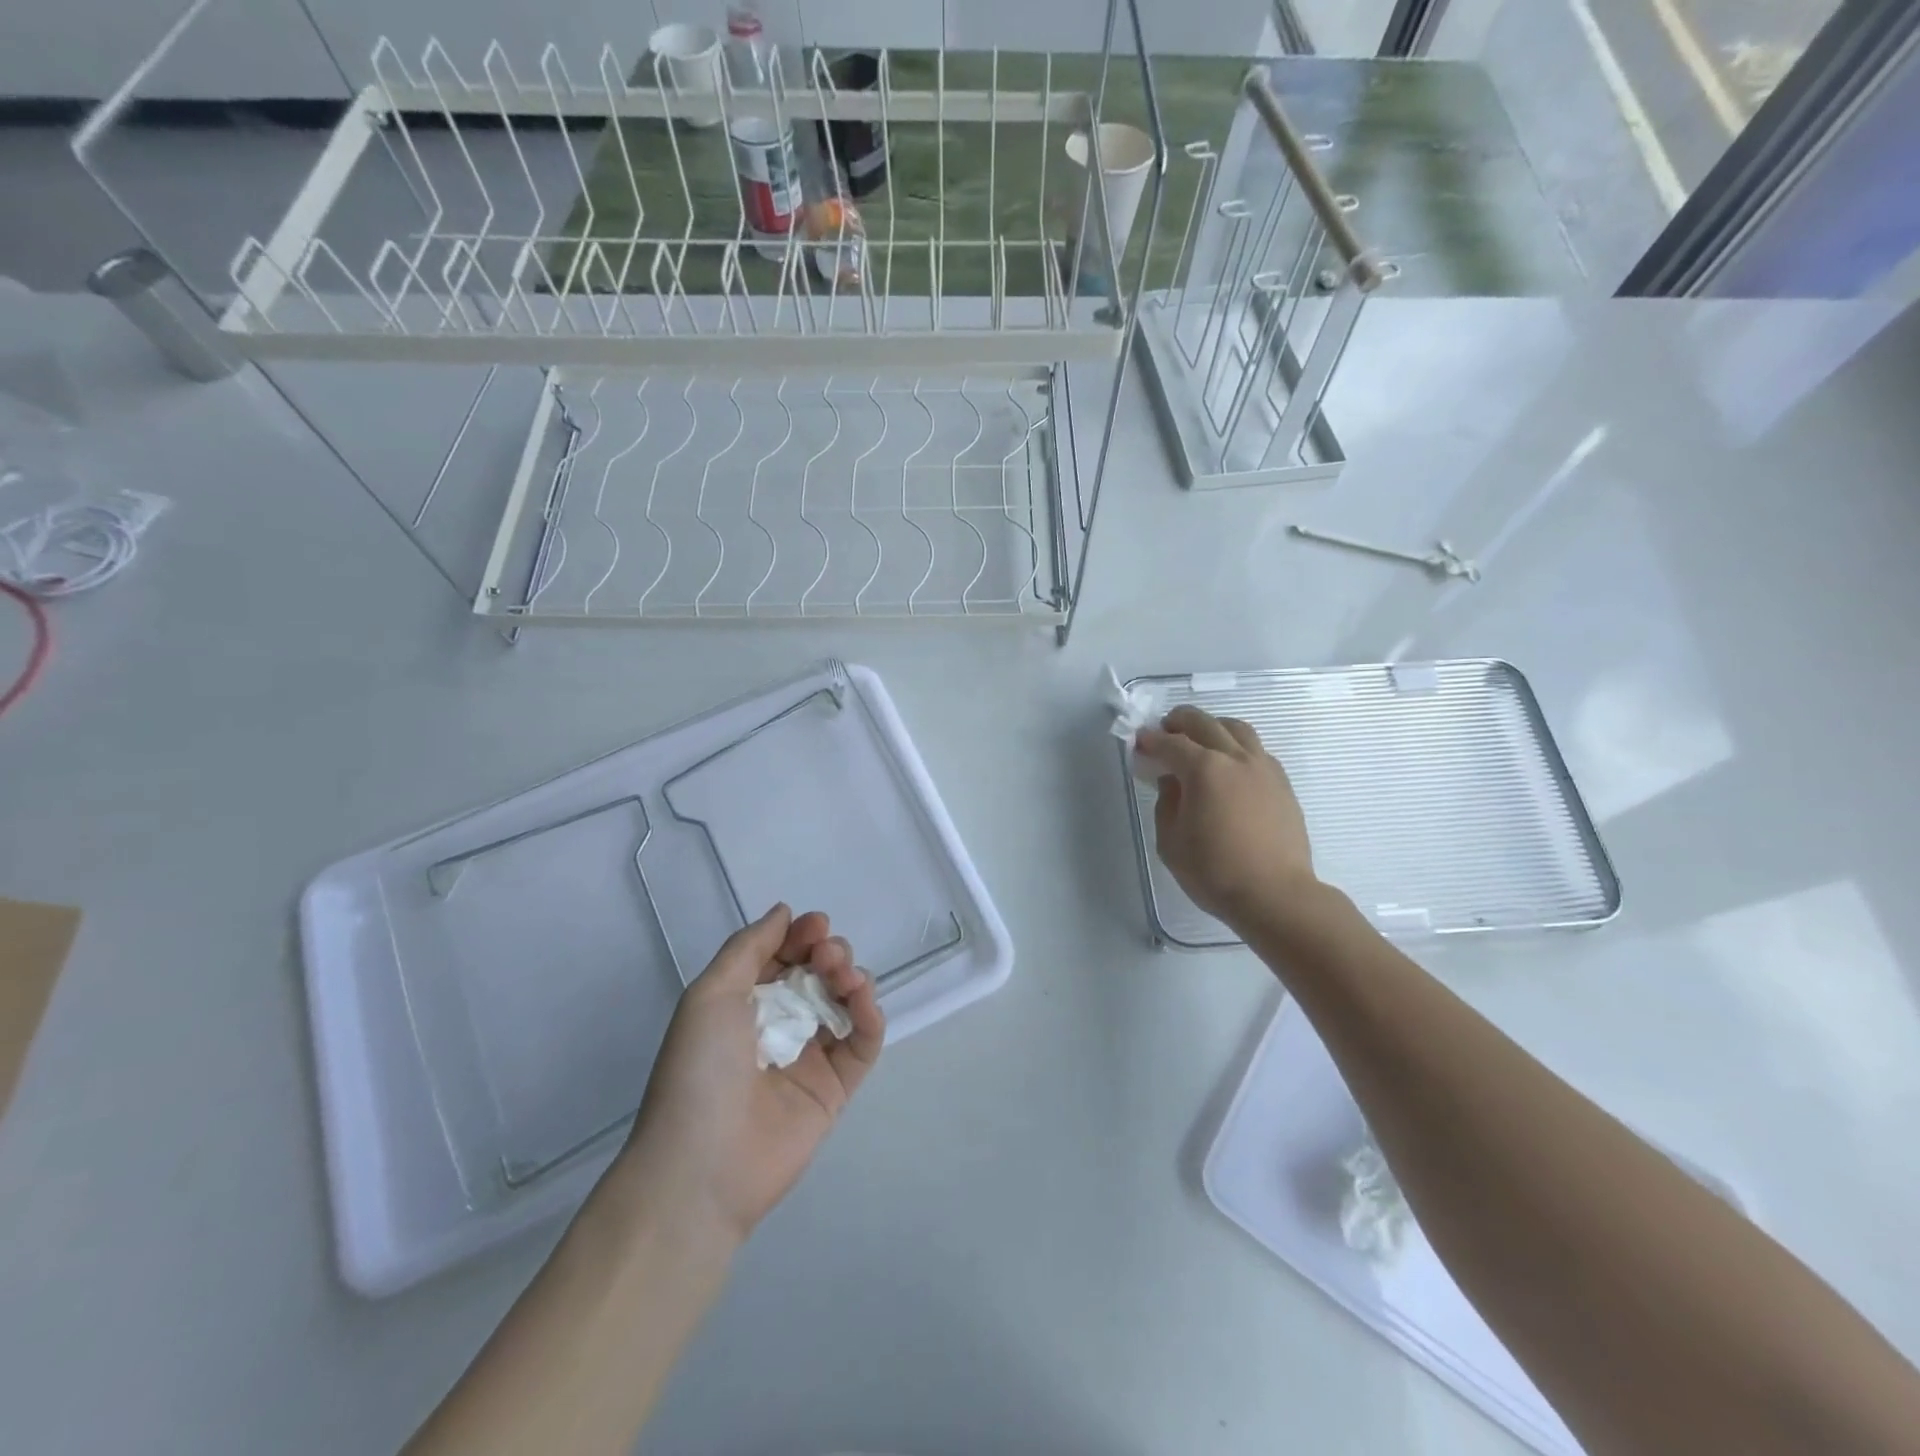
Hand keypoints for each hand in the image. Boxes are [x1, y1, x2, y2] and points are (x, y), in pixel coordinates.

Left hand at [614, 905, 882, 1245]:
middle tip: (827, 956)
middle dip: (828, 953)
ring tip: (843, 976)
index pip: (782, 957)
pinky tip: (862, 997)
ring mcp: (810, 1057)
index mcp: (743, 1004)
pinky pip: (862, 1043)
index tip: (816, 925)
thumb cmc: (699, 1071)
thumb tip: (785, 911)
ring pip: (843, 1002)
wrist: (701, 1168)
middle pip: (817, 975)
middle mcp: (778, 1026)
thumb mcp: (710, 994)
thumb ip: (749, 947)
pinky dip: (869, 1014)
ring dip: (850, 976)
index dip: (801, 936)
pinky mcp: (836, 1088)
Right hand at [1138, 705, 1319, 929]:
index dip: (1150, 741)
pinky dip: (1237, 746)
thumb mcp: (1171, 841)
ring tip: (1200, 739)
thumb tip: (1172, 781)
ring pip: (1237, 729)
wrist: (1275, 894)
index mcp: (1204, 769)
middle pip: (1205, 723)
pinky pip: (1256, 750)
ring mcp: (1264, 768)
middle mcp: (1236, 758)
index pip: (1171, 744)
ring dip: (1213, 727)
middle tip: (1165, 731)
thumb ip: (1167, 803)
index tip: (1139, 743)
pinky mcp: (1282, 783)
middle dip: (1179, 722)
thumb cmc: (1214, 872)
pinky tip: (1229, 765)